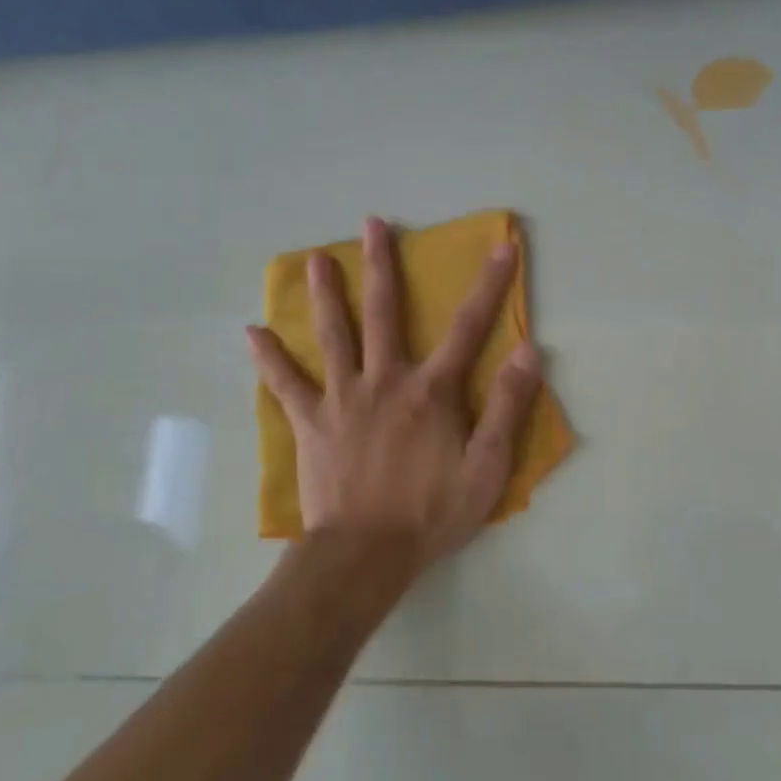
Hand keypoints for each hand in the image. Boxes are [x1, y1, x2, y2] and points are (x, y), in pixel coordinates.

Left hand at [246, 217, 542, 565]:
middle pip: (383, 312)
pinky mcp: (310, 422)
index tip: (502, 247)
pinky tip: (253, 332)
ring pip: (332, 335)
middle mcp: (385, 380)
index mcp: (431, 391)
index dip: (490, 285)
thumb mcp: (486, 467)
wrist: (363, 556)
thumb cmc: (430, 513)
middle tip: (372, 224)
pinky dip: (270, 358)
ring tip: (316, 259)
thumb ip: (506, 407)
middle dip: (382, 265)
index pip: (468, 327)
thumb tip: (528, 351)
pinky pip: (286, 384)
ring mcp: (342, 398)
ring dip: (325, 294)